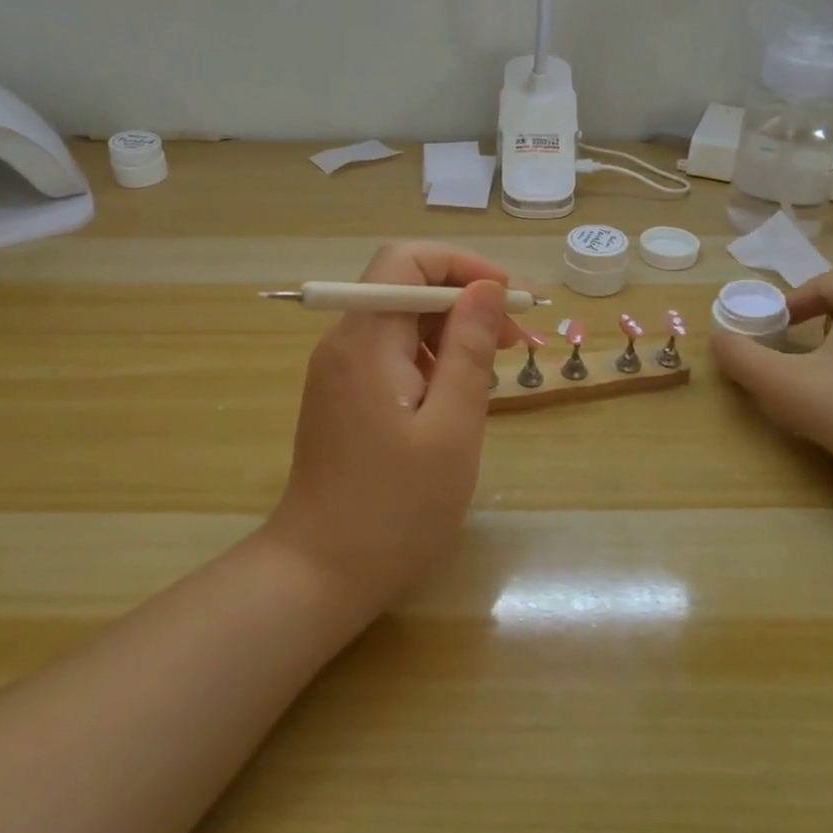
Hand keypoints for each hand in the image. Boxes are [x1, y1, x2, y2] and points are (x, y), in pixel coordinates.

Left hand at [265, 242, 517, 619]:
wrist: (320, 572)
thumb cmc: (396, 508)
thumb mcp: (451, 428)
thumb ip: (468, 350)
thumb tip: (487, 288)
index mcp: (365, 340)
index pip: (405, 260)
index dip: (461, 265)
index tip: (507, 300)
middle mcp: (343, 342)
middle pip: (403, 287)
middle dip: (463, 301)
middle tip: (512, 343)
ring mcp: (338, 371)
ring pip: (399, 321)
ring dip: (449, 332)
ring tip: (491, 372)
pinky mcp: (341, 396)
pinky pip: (389, 354)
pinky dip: (428, 359)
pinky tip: (454, 396)